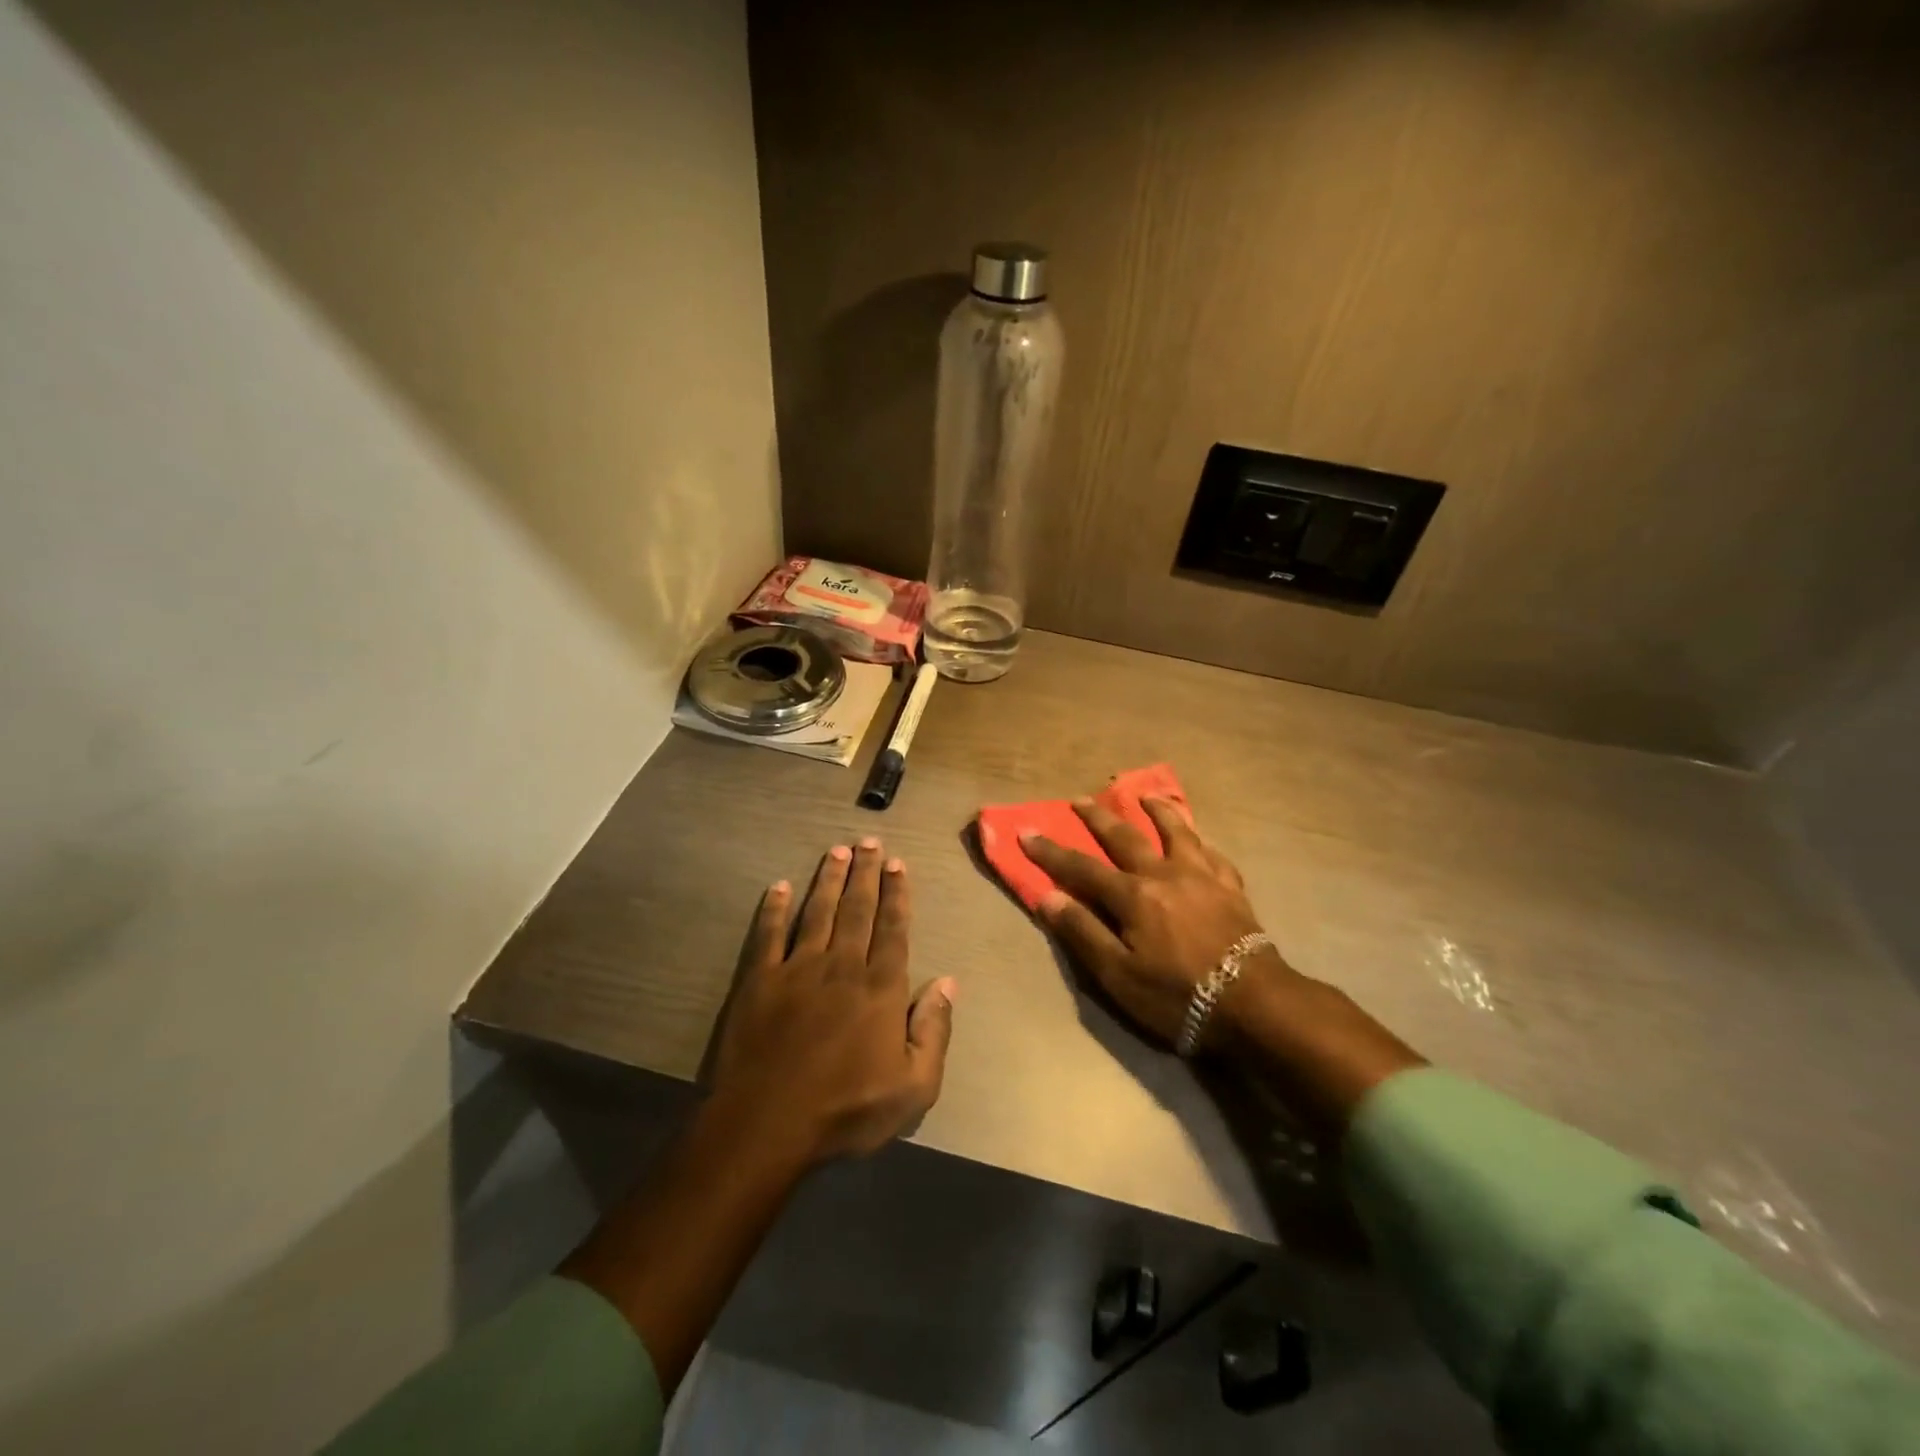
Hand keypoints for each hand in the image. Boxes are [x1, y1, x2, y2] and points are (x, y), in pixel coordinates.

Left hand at [709, 837, 956, 1167]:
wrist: (765, 1127)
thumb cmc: (845, 1111)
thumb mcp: (913, 1088)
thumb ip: (933, 1030)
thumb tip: (948, 982)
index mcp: (879, 989)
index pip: (893, 929)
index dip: (897, 894)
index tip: (898, 864)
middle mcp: (841, 966)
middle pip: (856, 910)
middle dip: (865, 873)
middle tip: (868, 841)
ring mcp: (796, 970)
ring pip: (817, 912)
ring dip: (828, 880)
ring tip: (836, 851)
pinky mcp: (758, 981)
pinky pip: (768, 935)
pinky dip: (774, 909)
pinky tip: (780, 886)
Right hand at [1020, 796, 1283, 1050]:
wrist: (1253, 1003)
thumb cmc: (1178, 995)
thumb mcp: (1118, 975)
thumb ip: (1083, 933)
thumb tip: (1048, 897)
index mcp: (1132, 895)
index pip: (1081, 867)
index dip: (1051, 851)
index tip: (1026, 832)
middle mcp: (1164, 874)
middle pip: (1125, 837)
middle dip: (1098, 817)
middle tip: (1080, 799)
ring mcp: (1202, 877)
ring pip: (1176, 832)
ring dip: (1157, 811)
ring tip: (1145, 795)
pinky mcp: (1231, 888)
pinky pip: (1213, 854)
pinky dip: (1200, 841)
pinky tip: (1199, 839)